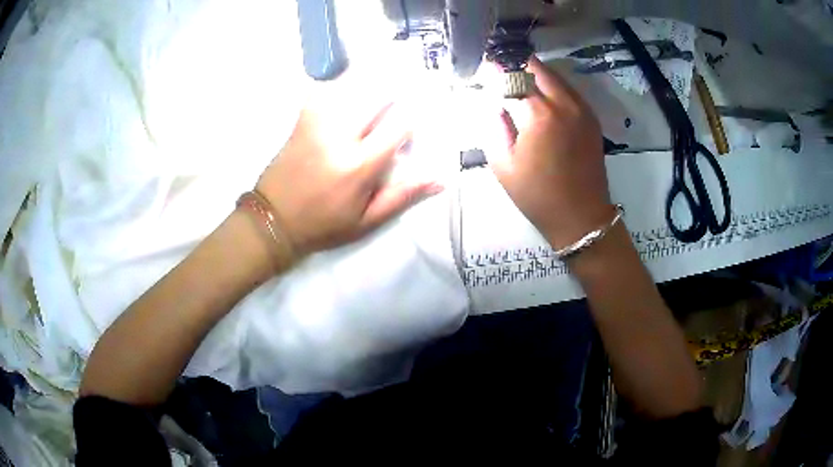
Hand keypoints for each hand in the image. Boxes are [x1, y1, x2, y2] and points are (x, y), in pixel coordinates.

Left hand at [255, 104, 442, 256]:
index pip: (399, 125)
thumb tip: (440, 178)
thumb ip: (403, 196)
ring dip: (369, 90)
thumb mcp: (367, 220)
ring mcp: (318, 123)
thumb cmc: (323, 225)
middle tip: (393, 110)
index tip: (410, 128)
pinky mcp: (302, 120)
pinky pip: (325, 92)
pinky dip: (339, 89)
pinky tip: (347, 97)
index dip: (412, 121)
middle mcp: (340, 136)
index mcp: (359, 165)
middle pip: (378, 97)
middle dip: (393, 99)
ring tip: (372, 99)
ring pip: (353, 89)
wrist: (273, 219)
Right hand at [488, 57, 614, 248]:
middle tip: (501, 72)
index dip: (496, 68)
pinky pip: (569, 90)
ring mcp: (583, 109)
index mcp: (541, 114)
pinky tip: (541, 98)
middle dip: (517, 64)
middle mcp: (565, 103)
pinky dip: (552, 86)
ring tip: (519, 82)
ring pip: (557, 76)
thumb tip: (495, 103)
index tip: (484, 66)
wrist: (580, 217)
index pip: (514, 75)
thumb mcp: (503, 164)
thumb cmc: (537, 195)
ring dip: (536, 73)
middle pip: (538, 67)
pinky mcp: (591, 119)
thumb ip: (494, 125)